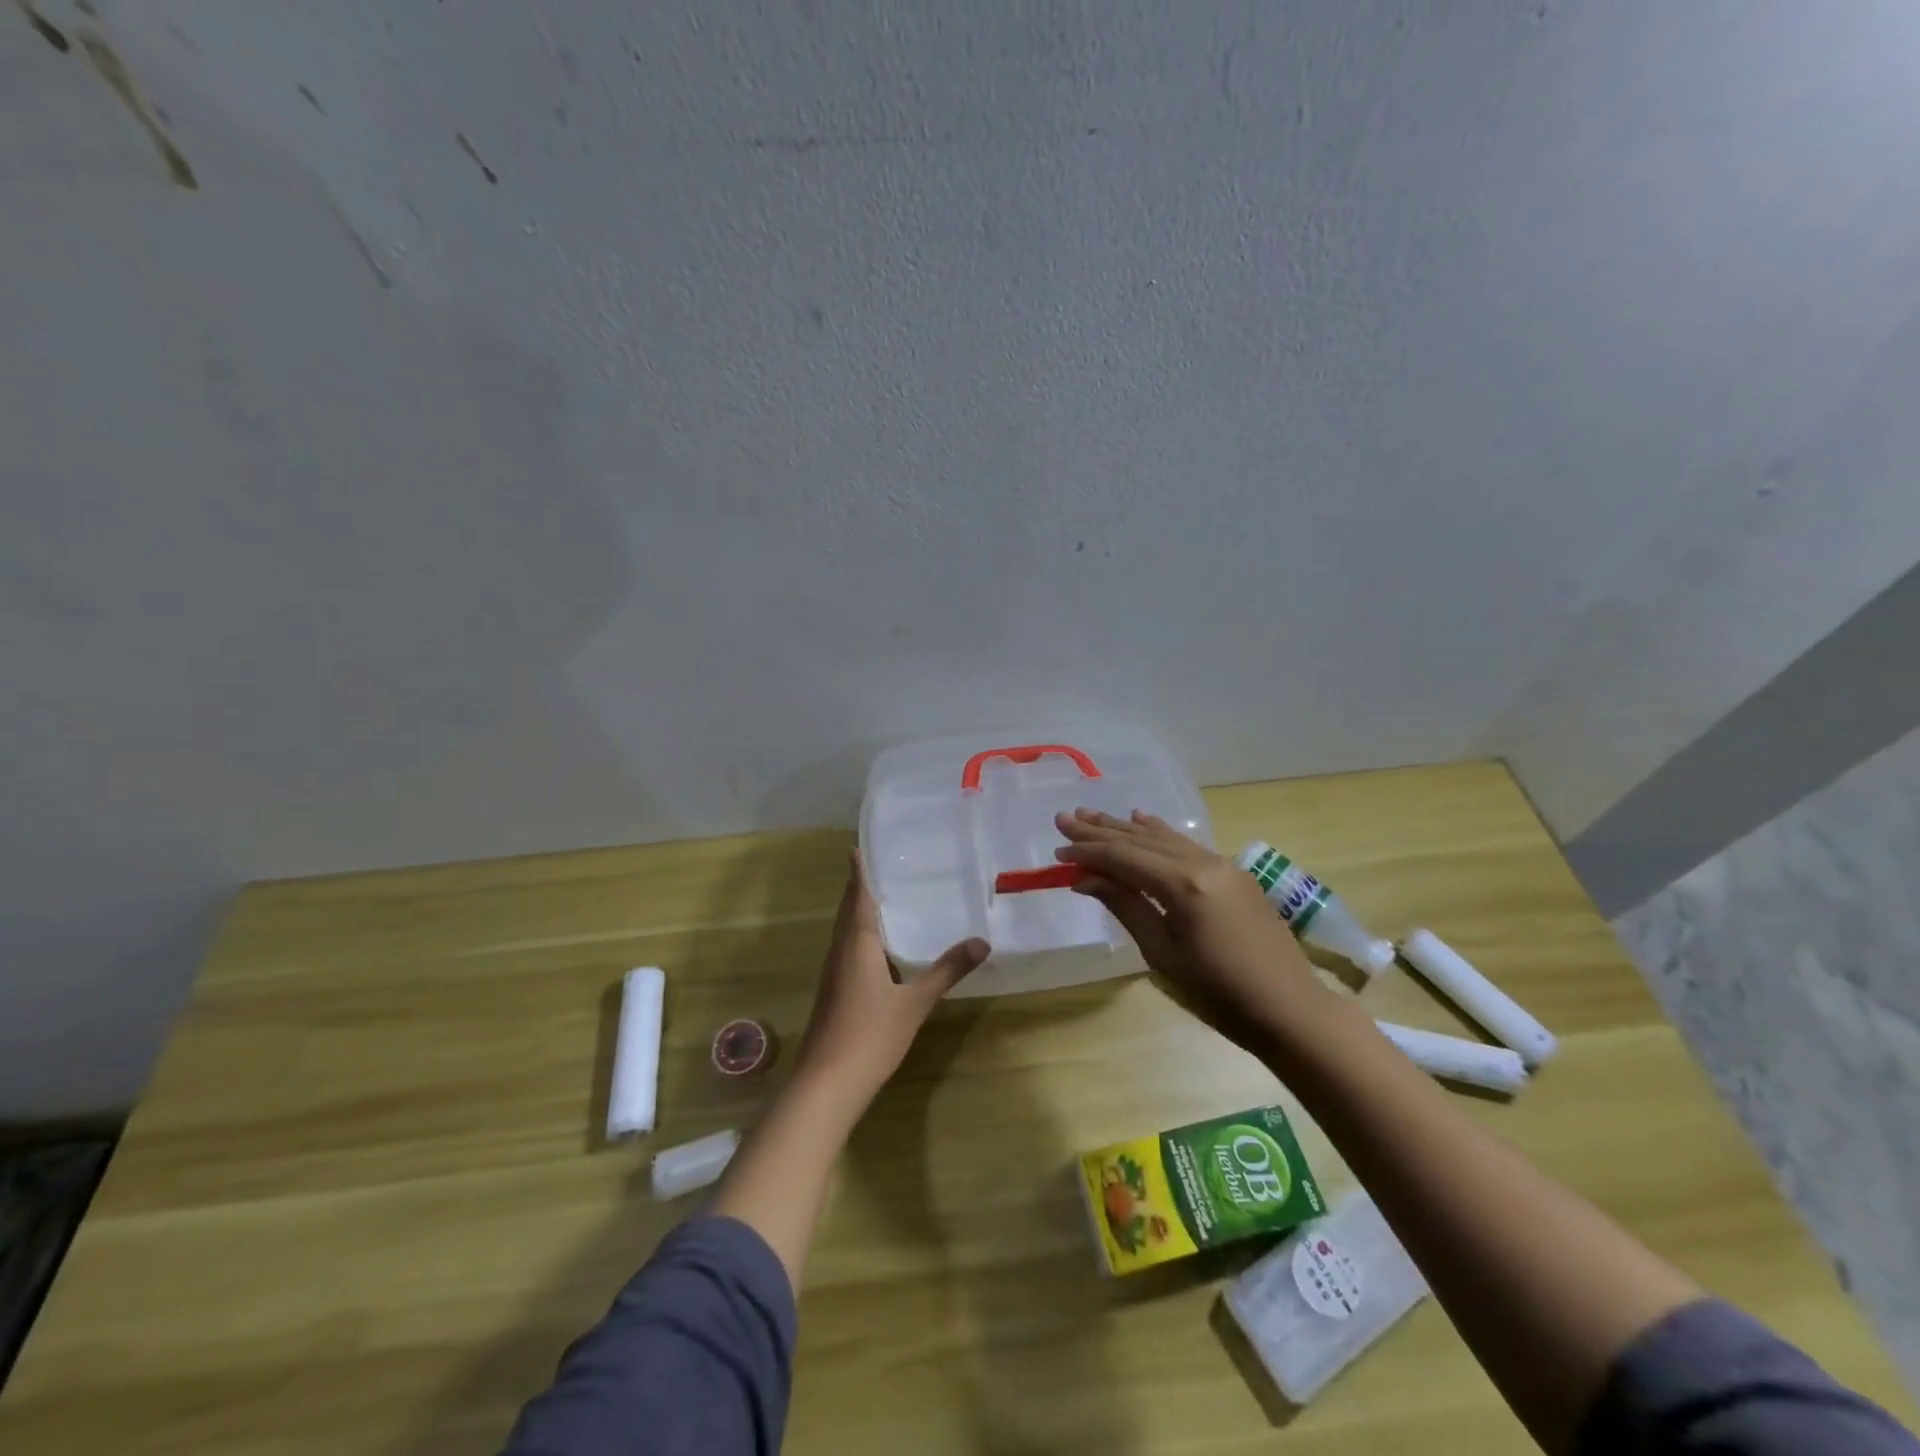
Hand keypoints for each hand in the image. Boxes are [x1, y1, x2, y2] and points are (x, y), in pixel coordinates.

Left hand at [792, 851, 988, 1101]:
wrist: (826, 1083)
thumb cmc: (870, 1035)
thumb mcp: (915, 1002)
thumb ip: (947, 971)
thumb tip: (982, 942)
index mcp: (857, 944)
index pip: (858, 896)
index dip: (859, 871)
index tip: (857, 846)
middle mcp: (840, 951)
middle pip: (849, 911)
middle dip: (860, 887)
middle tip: (879, 865)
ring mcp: (833, 973)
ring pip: (846, 932)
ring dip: (859, 912)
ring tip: (884, 899)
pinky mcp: (833, 992)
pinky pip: (847, 950)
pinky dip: (861, 937)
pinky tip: (879, 949)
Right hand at [1054, 808, 1326, 1049]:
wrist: (1290, 1009)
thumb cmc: (1219, 994)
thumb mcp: (1163, 954)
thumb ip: (1125, 906)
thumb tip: (1085, 877)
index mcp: (1184, 885)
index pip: (1125, 858)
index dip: (1089, 852)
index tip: (1058, 849)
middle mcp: (1203, 863)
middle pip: (1142, 841)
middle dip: (1101, 830)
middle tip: (1065, 818)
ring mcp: (1223, 864)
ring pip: (1165, 838)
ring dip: (1127, 827)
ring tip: (1093, 814)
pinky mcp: (1235, 874)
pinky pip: (1187, 845)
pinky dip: (1160, 834)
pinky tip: (1143, 821)